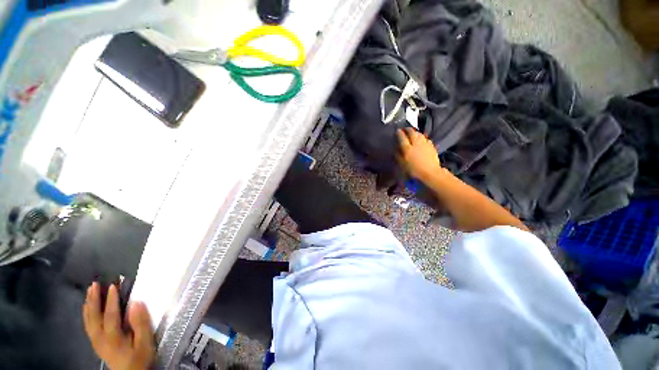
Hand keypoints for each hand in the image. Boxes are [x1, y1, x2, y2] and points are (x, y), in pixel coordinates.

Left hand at [83, 282, 154, 369]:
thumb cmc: (140, 358)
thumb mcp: (145, 343)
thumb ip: (140, 324)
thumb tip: (137, 302)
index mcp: (113, 338)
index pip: (110, 316)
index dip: (111, 300)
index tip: (113, 285)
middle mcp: (100, 338)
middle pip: (94, 317)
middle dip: (93, 300)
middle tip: (94, 284)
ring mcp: (96, 341)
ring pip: (88, 321)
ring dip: (88, 305)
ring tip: (89, 291)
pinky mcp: (96, 343)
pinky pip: (88, 326)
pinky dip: (86, 314)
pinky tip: (87, 308)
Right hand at [396, 128, 441, 180]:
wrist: (430, 174)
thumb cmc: (413, 171)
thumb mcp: (401, 164)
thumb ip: (397, 155)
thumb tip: (396, 148)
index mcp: (406, 148)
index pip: (401, 136)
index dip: (398, 133)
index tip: (396, 131)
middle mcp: (416, 143)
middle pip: (411, 132)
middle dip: (407, 129)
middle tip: (404, 129)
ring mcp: (425, 143)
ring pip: (419, 134)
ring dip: (415, 132)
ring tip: (412, 133)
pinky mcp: (432, 146)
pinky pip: (425, 138)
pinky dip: (422, 137)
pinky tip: (421, 140)